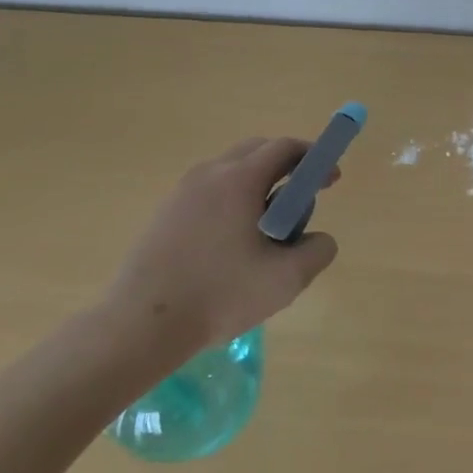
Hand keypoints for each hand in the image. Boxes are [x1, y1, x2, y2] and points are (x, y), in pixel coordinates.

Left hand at [104, 138, 340, 364]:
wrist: (141, 325)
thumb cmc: (221, 295)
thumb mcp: (288, 278)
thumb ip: (318, 250)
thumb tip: (317, 238)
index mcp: (240, 180)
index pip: (285, 148)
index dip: (315, 158)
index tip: (331, 180)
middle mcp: (209, 175)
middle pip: (257, 151)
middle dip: (288, 167)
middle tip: (304, 199)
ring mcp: (181, 193)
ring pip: (231, 172)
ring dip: (259, 186)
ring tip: (269, 229)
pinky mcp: (164, 214)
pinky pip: (210, 193)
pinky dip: (233, 202)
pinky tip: (235, 245)